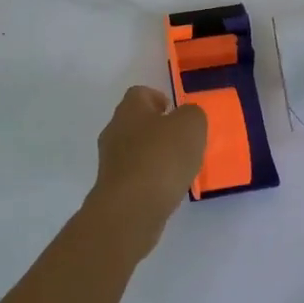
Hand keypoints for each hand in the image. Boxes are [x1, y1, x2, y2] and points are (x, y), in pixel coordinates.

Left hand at [87, 86, 207, 256]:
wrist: (131, 209)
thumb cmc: (161, 158)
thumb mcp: (191, 126)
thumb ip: (192, 115)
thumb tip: (187, 117)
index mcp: (130, 109)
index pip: (140, 93)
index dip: (159, 98)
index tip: (176, 112)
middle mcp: (115, 130)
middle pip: (137, 122)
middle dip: (159, 129)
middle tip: (183, 141)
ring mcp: (111, 161)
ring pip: (136, 150)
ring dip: (155, 156)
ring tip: (179, 168)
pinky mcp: (113, 189)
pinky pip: (135, 176)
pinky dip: (151, 179)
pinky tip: (167, 189)